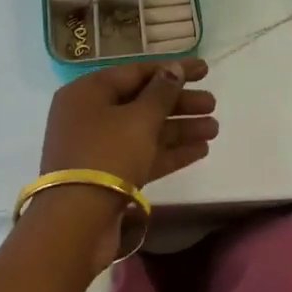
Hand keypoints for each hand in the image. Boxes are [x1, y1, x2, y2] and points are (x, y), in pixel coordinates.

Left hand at [39, 59, 217, 188]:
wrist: (76, 222)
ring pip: (145, 130)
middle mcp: (90, 116)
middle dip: (179, 103)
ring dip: (179, 128)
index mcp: (87, 92)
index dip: (171, 70)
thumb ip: (161, 92)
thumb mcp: (139, 119)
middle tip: (212, 103)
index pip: (135, 72)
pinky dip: (169, 151)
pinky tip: (201, 150)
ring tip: (215, 128)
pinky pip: (142, 155)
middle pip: (141, 102)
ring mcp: (98, 148)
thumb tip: (173, 69)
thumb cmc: (107, 155)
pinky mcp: (109, 176)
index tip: (204, 70)